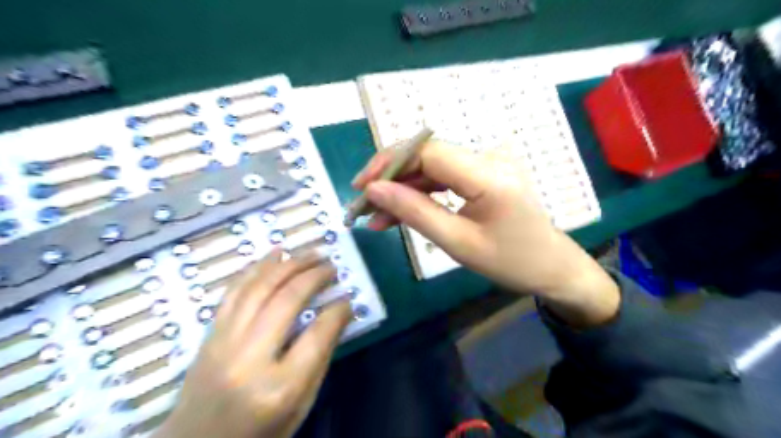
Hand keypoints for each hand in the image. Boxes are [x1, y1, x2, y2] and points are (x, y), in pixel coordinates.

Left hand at [154, 250, 351, 437]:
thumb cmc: (258, 433)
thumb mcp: (300, 405)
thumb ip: (320, 358)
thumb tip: (338, 314)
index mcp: (278, 387)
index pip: (317, 335)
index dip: (338, 311)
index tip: (348, 298)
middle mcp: (249, 358)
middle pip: (286, 301)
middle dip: (314, 276)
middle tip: (331, 265)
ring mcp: (224, 342)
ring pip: (259, 288)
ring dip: (288, 264)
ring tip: (310, 252)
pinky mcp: (210, 334)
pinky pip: (234, 291)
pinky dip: (256, 267)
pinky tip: (274, 253)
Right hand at [354, 139, 616, 323]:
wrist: (552, 267)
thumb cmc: (511, 262)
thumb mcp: (458, 244)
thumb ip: (415, 212)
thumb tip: (374, 190)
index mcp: (488, 174)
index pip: (427, 152)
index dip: (389, 163)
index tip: (361, 187)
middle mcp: (489, 157)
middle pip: (427, 156)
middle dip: (391, 179)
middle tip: (363, 205)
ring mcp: (488, 163)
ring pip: (432, 168)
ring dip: (402, 189)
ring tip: (376, 216)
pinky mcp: (484, 173)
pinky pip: (445, 178)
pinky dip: (421, 193)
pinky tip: (399, 212)